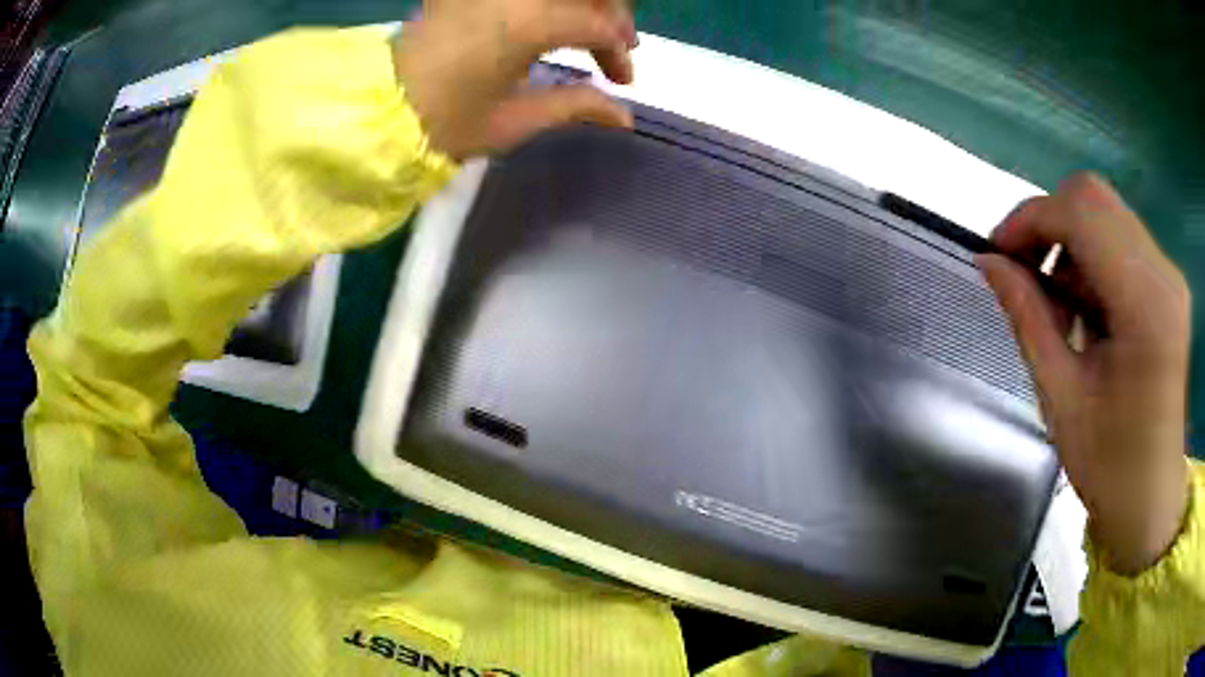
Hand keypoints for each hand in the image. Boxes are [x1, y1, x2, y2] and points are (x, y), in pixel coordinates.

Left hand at [391, 0, 637, 159]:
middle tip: (613, 46)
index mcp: (528, 23)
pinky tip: (550, 17)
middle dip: (612, 14)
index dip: (618, 49)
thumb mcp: (514, 120)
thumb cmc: (443, 122)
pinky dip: (550, 1)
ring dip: (582, 3)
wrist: (377, 109)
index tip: (623, 81)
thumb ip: (576, 106)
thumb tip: (623, 115)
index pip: (597, 24)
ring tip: (586, 30)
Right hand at [978, 173, 1192, 574]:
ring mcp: (1168, 276)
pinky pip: (1120, 239)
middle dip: (1048, 221)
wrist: (1152, 499)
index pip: (1080, 214)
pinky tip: (1083, 307)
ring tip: (1056, 301)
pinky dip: (1090, 257)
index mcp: (1144, 305)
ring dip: (1069, 242)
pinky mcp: (1167, 284)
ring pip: (1106, 213)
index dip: (1030, 219)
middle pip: (1094, 197)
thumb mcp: (1062, 399)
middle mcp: (1162, 273)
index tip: (997, 253)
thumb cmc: (1110, 466)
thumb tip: (989, 263)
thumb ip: (1028, 319)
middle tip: (1024, 270)